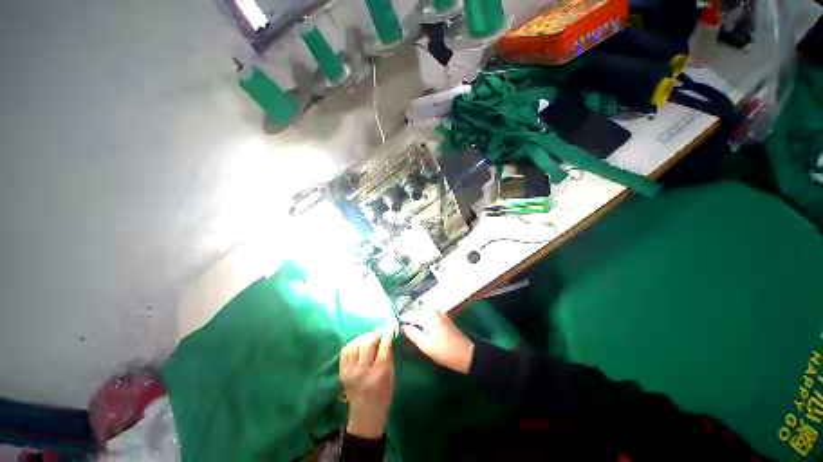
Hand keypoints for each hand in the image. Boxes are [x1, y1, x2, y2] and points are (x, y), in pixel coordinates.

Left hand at [339, 328, 394, 438]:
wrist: (365, 417)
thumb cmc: (383, 397)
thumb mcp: (391, 378)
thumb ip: (388, 357)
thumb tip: (388, 338)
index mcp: (379, 374)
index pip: (383, 348)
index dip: (388, 335)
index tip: (391, 327)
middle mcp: (362, 372)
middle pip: (368, 344)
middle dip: (376, 333)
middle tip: (382, 330)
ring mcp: (350, 372)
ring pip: (356, 345)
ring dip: (365, 336)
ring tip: (371, 335)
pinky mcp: (342, 372)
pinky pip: (346, 351)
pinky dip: (353, 343)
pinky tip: (360, 342)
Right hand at [400, 309, 473, 374]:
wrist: (466, 354)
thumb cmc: (445, 350)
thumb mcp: (425, 344)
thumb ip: (412, 333)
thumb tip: (401, 326)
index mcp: (428, 314)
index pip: (409, 314)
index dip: (400, 321)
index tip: (391, 329)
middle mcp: (432, 310)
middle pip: (414, 314)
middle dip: (407, 322)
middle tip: (398, 333)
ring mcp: (437, 314)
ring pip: (420, 316)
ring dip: (413, 324)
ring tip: (406, 334)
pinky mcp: (440, 319)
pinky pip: (426, 319)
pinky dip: (420, 324)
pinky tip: (417, 333)